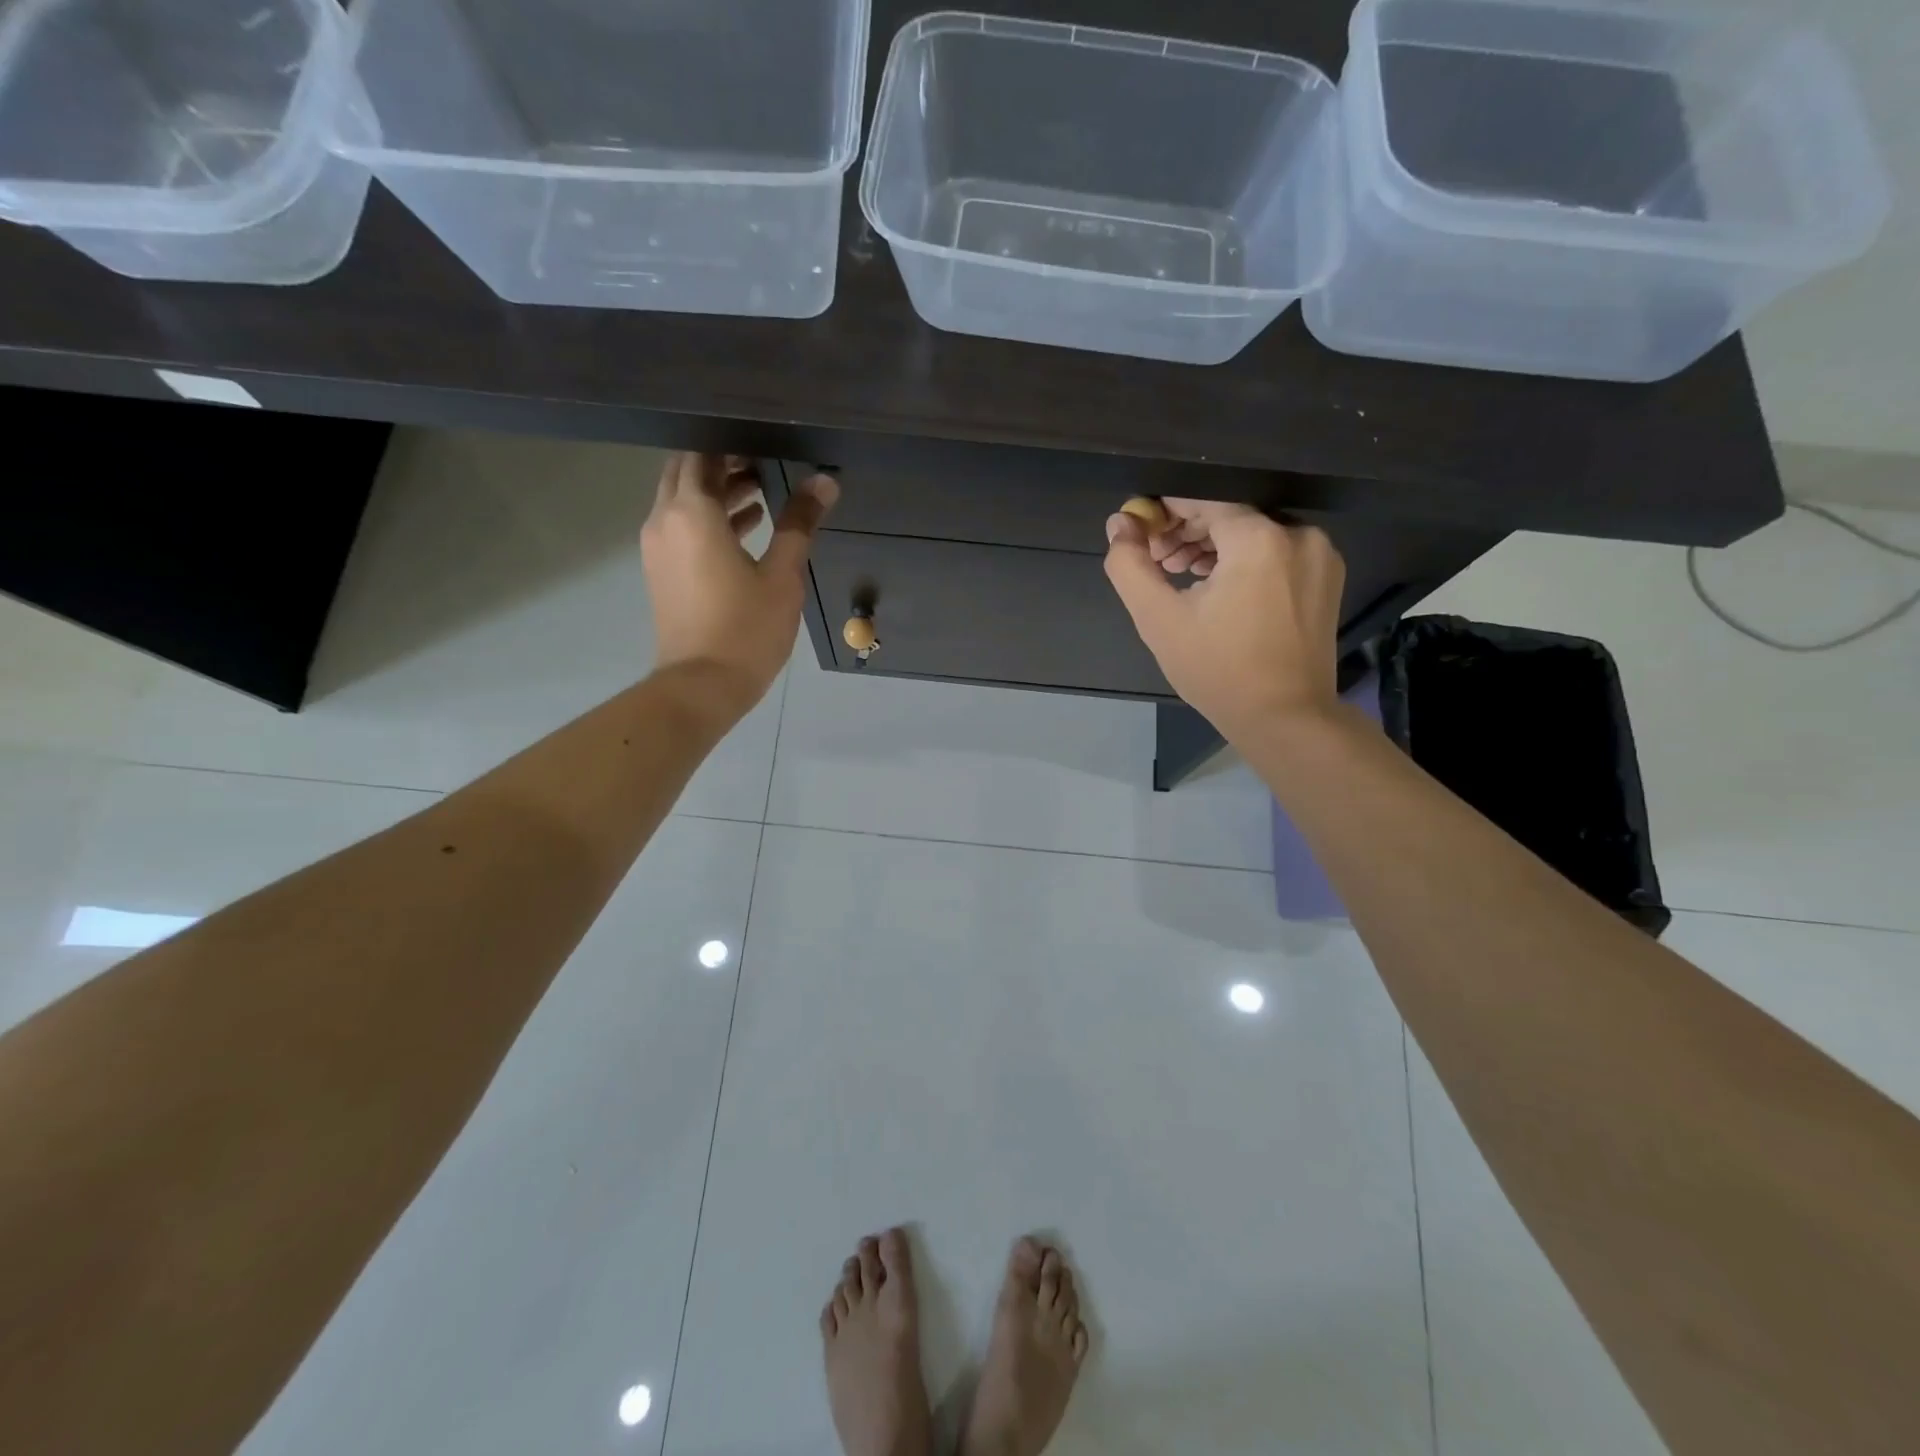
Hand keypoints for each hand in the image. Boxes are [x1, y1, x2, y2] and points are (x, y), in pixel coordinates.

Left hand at [641, 453, 837, 724]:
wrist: (701, 685)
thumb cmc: (746, 629)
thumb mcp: (782, 575)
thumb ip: (799, 523)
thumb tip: (825, 482)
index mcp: (692, 512)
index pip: (702, 454)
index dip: (730, 443)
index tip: (763, 440)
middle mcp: (665, 520)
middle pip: (687, 473)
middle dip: (722, 463)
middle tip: (765, 462)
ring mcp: (657, 547)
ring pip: (682, 500)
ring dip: (717, 491)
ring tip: (762, 491)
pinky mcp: (661, 571)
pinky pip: (681, 527)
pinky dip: (708, 519)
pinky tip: (747, 526)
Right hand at [1104, 499, 1345, 739]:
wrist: (1285, 718)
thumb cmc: (1218, 670)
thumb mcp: (1159, 618)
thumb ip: (1130, 565)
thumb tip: (1120, 524)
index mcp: (1258, 538)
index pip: (1201, 500)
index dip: (1164, 513)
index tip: (1141, 538)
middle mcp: (1298, 534)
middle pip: (1229, 514)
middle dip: (1187, 532)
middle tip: (1158, 564)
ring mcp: (1319, 556)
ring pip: (1254, 533)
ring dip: (1214, 548)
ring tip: (1184, 578)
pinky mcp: (1327, 578)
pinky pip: (1276, 552)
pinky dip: (1244, 561)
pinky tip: (1219, 590)